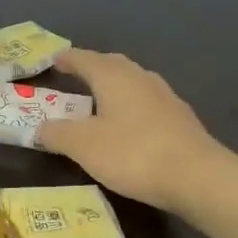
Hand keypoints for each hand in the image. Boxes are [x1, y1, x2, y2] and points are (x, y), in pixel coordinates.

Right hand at [36, 49, 231, 216]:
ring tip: (98, 100)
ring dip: (113, 86)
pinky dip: (130, 105)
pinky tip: (127, 124)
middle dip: (92, 68)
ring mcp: (165, 97)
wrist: (198, 178)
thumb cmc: (133, 154)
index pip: (85, 59)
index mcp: (114, 77)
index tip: (53, 60)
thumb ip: (57, 134)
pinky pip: (147, 102)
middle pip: (112, 65)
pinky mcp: (180, 120)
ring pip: (133, 82)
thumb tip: (39, 128)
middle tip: (74, 76)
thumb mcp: (83, 146)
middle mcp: (141, 78)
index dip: (67, 59)